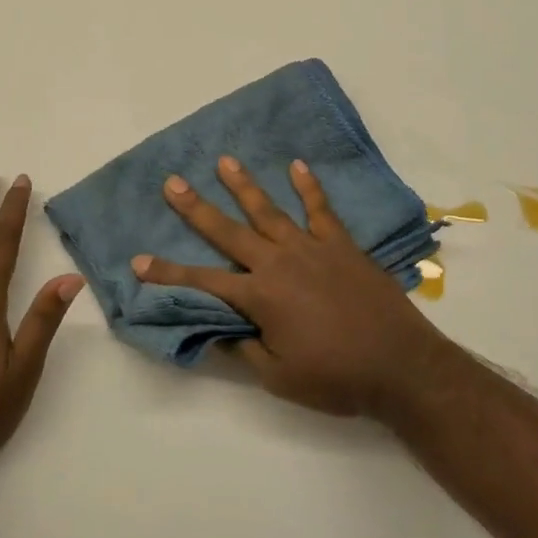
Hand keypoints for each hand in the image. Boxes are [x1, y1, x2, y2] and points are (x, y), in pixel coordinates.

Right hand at [132, 155, 454, 419]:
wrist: (399, 365)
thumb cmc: (336, 377)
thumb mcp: (280, 377)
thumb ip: (245, 349)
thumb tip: (218, 329)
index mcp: (260, 297)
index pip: (202, 282)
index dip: (168, 273)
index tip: (138, 260)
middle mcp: (278, 263)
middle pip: (228, 231)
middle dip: (196, 208)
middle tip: (173, 183)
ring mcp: (311, 248)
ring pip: (269, 210)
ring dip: (245, 186)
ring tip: (225, 161)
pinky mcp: (341, 244)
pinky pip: (321, 209)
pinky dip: (309, 187)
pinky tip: (298, 165)